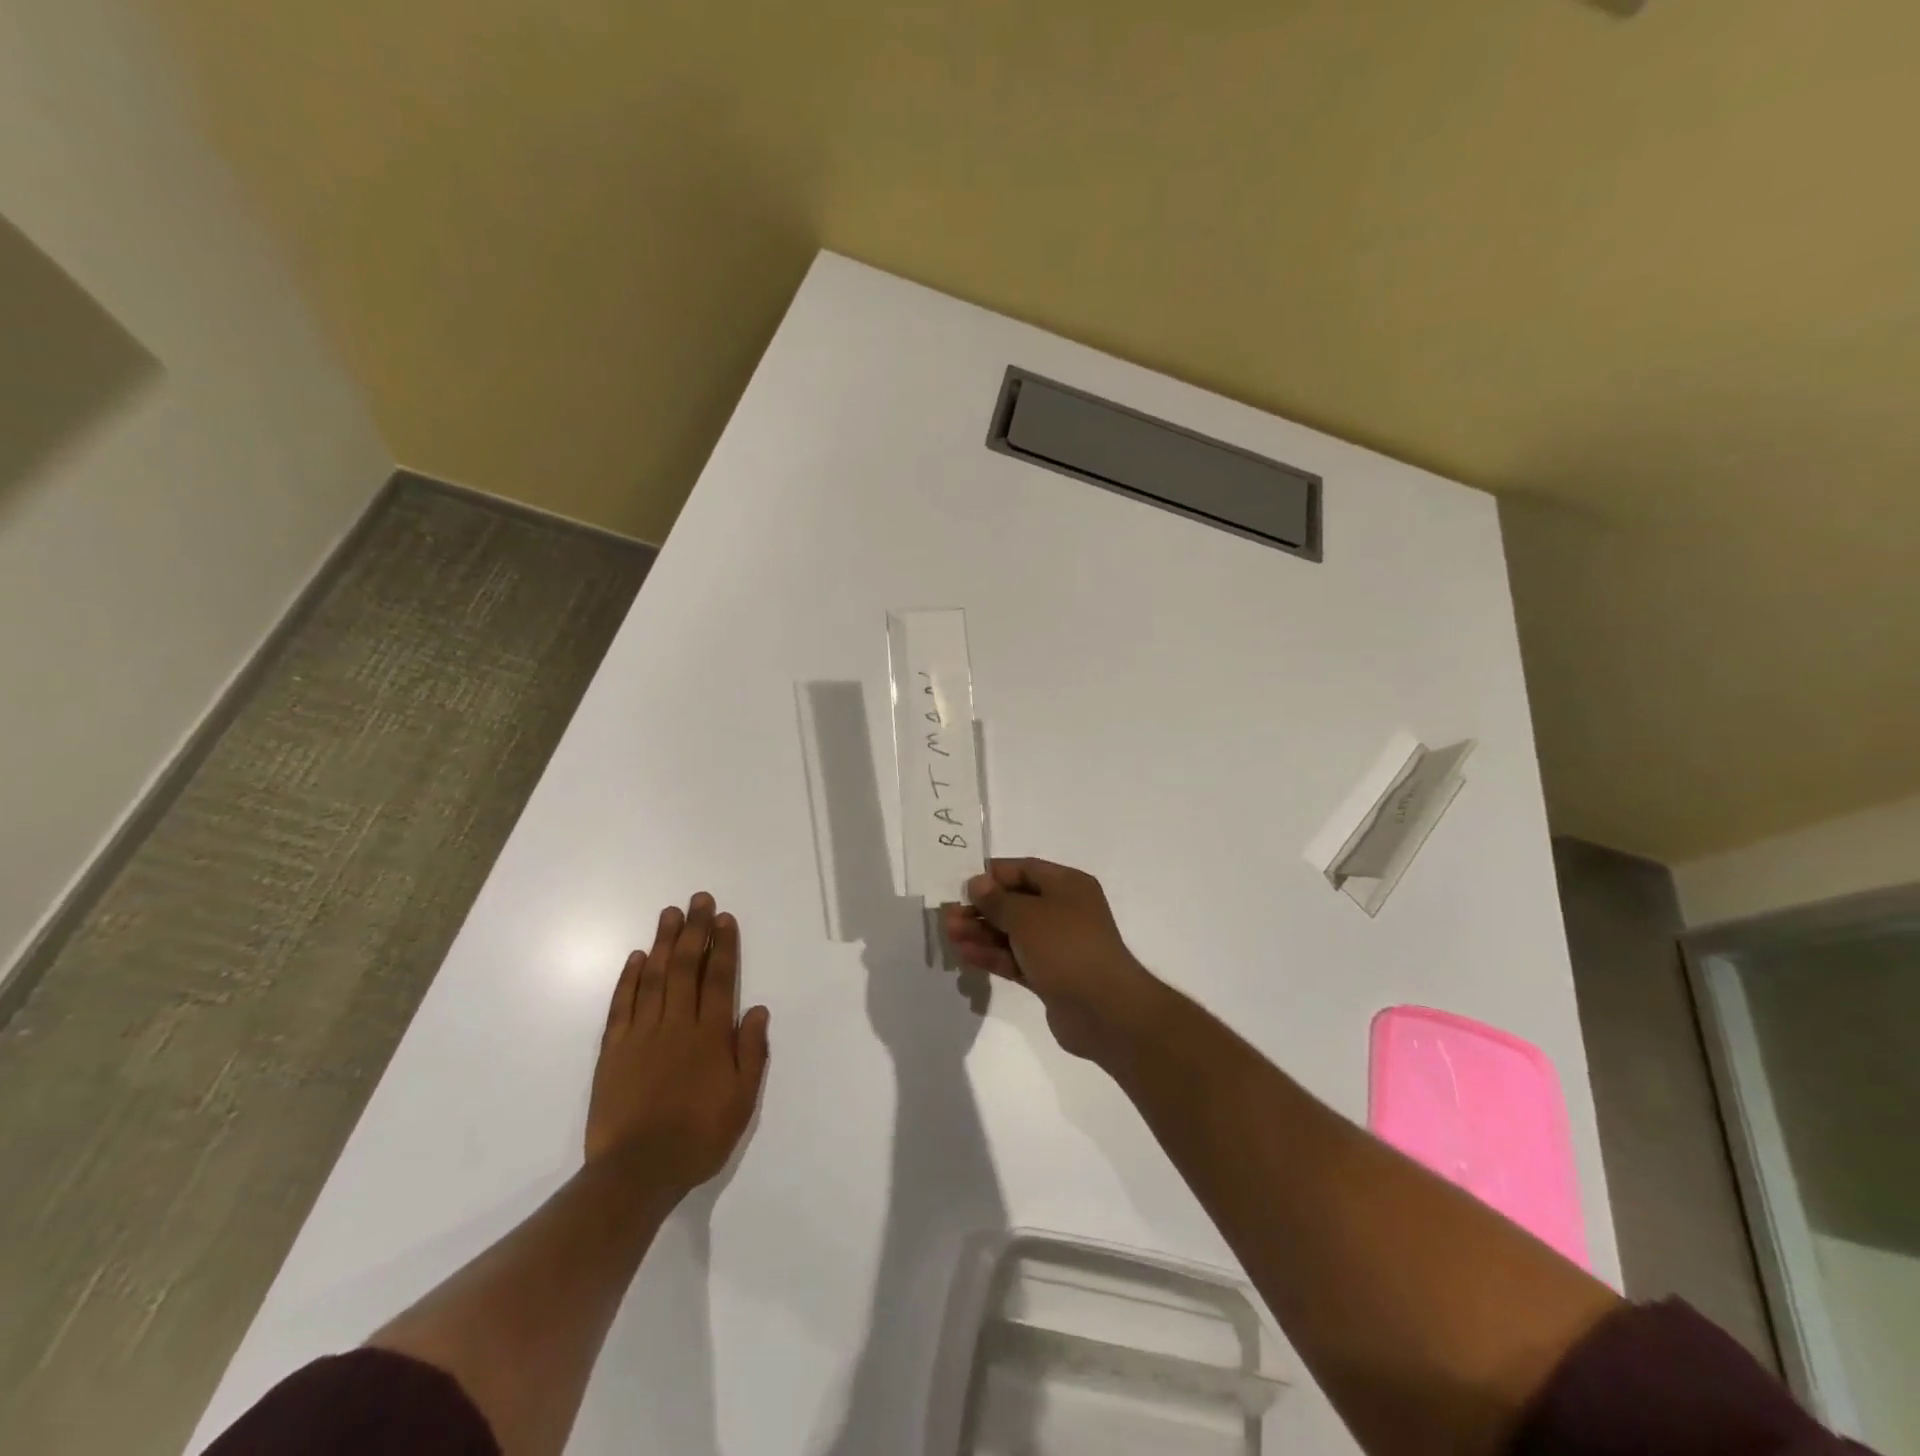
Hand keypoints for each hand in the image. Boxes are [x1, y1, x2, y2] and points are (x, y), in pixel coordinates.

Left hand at [586, 893, 770, 1200]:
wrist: (635, 1173)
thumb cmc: (698, 1137)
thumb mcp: (741, 1101)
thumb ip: (751, 1052)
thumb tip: (757, 1009)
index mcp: (710, 1036)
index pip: (720, 978)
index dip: (723, 945)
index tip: (724, 917)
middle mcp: (676, 1024)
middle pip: (685, 967)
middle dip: (693, 930)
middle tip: (698, 899)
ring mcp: (641, 1034)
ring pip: (653, 977)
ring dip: (662, 943)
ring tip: (669, 913)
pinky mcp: (613, 1050)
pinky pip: (622, 1005)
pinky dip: (628, 979)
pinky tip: (635, 958)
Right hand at [942, 859, 1161, 1065]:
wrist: (1104, 1009)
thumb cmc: (1066, 947)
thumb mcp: (1027, 916)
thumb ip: (997, 900)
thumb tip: (977, 883)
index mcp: (1067, 885)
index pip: (1024, 869)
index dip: (992, 876)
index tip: (961, 885)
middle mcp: (1064, 910)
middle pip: (1015, 903)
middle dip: (981, 909)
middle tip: (948, 916)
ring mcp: (1058, 945)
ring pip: (1013, 933)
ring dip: (982, 932)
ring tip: (950, 935)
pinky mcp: (1050, 975)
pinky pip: (1016, 958)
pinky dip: (992, 955)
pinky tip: (965, 955)